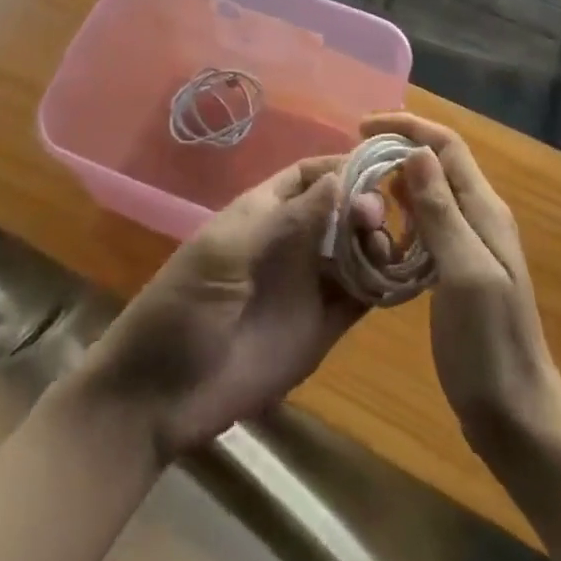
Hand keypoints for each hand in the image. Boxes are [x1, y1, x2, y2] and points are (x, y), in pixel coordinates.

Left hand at [79, 158, 364, 459]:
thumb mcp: (229, 252)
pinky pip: (360, 299)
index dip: (342, 166)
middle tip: (376, 216)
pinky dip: (383, 286)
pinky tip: (400, 280)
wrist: (160, 394)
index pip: (310, 175)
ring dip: (377, 242)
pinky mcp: (321, 329)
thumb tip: (340, 179)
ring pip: (356, 251)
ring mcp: (309, 285)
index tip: (378, 165)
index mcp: (265, 212)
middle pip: (341, 210)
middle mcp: (293, 242)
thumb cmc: (184, 305)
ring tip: (385, 249)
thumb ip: (287, 220)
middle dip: (364, 204)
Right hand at [358, 114, 560, 453]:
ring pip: (430, 193)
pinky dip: (402, 216)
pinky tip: (380, 232)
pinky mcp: (457, 271)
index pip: (446, 146)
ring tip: (360, 189)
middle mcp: (479, 217)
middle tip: (354, 159)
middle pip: (438, 164)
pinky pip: (427, 226)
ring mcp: (470, 245)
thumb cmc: (490, 344)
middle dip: (398, 149)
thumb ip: (441, 211)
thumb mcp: (465, 272)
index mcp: (484, 209)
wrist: (517, 416)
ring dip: (398, 182)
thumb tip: (416, 150)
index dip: (407, 127)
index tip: (362, 127)